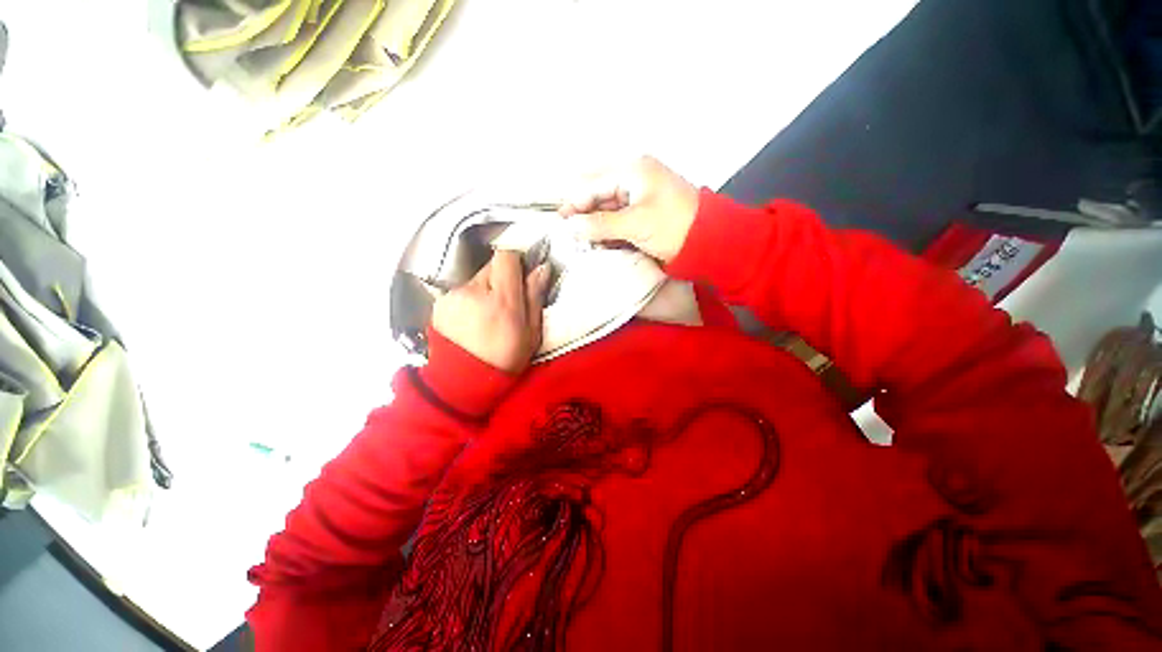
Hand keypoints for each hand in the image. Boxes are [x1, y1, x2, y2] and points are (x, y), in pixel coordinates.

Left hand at [431, 251, 550, 372]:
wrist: (463, 382)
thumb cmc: (506, 359)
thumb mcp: (531, 333)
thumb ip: (535, 297)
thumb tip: (541, 267)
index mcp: (502, 299)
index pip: (506, 256)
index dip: (516, 260)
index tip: (521, 275)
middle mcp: (475, 290)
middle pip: (491, 265)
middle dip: (502, 279)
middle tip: (506, 303)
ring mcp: (454, 296)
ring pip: (476, 278)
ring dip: (485, 289)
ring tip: (486, 316)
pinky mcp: (440, 303)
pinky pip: (461, 291)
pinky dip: (469, 299)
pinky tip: (471, 320)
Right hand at [558, 156, 700, 262]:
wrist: (710, 240)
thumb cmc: (674, 226)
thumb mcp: (635, 224)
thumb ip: (600, 224)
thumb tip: (571, 226)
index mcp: (632, 170)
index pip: (592, 184)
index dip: (573, 203)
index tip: (560, 223)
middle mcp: (633, 176)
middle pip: (597, 192)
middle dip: (583, 212)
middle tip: (571, 233)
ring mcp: (638, 193)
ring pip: (606, 205)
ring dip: (595, 223)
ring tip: (584, 241)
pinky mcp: (643, 209)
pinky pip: (617, 215)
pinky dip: (608, 228)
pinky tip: (601, 241)